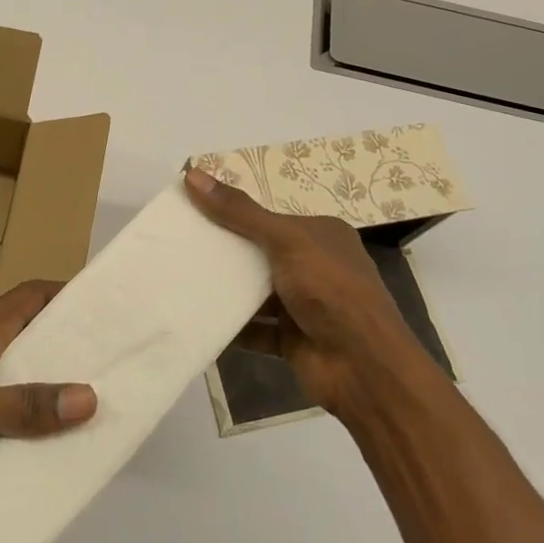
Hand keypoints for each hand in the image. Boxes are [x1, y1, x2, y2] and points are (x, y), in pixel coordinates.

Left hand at [0, 280, 96, 484]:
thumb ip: (22, 406)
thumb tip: (90, 397)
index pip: (37, 295)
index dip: (73, 295)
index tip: (112, 310)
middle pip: (29, 337)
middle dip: (66, 352)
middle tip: (111, 375)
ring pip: (7, 378)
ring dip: (37, 394)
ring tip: (80, 421)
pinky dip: (6, 426)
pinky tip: (25, 456)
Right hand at [184, 166, 426, 416]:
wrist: (364, 368)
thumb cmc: (330, 290)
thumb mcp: (285, 240)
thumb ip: (239, 212)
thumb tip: (192, 174)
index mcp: (321, 234)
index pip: (270, 216)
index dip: (234, 212)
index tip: (194, 209)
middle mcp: (314, 266)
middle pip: (260, 253)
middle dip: (225, 250)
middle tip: (179, 242)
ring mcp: (304, 305)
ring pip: (255, 292)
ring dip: (225, 289)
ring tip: (180, 277)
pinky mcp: (292, 339)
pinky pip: (254, 328)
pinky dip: (230, 326)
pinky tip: (197, 317)